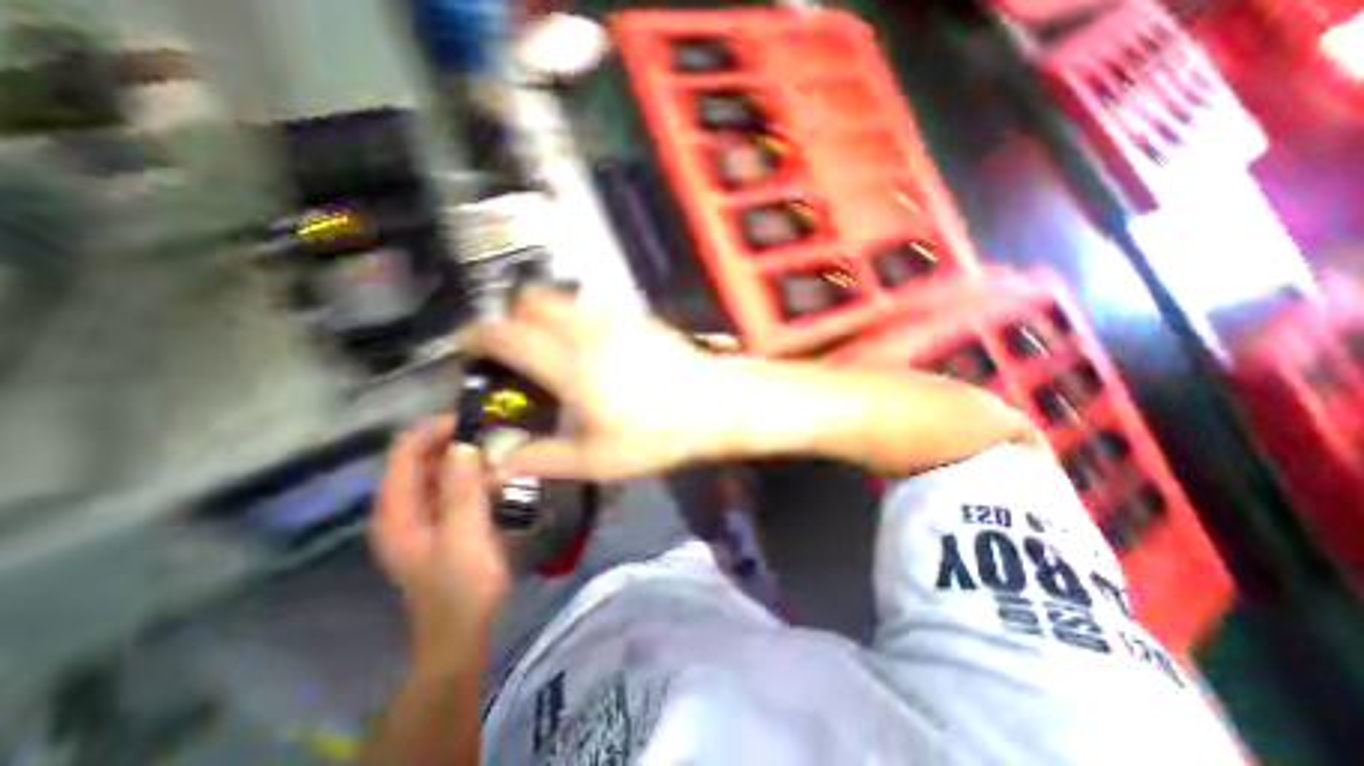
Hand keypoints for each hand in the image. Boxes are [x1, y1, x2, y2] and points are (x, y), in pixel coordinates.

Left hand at [370, 415, 509, 672]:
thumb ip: (461, 489)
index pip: (405, 451)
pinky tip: (498, 472)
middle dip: (456, 439)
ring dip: (468, 455)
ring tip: (500, 448)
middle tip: (494, 432)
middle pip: (422, 457)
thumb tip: (465, 444)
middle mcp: (404, 505)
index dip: (435, 429)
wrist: (463, 628)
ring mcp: (424, 514)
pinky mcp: (444, 520)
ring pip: (441, 469)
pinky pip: (455, 484)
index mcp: (396, 509)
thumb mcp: (463, 535)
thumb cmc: (461, 584)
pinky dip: (474, 473)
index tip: (475, 419)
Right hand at [456, 291, 734, 482]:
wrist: (717, 404)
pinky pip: (591, 308)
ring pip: (562, 301)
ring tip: (549, 349)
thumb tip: (498, 462)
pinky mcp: (636, 317)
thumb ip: (542, 458)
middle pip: (531, 303)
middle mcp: (587, 333)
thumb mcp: (597, 459)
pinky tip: (589, 349)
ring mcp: (615, 319)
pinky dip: (574, 318)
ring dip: (542, 317)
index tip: (468, 348)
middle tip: (512, 351)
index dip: (477, 336)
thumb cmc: (659, 435)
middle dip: (509, 320)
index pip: (508, 335)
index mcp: (571, 368)